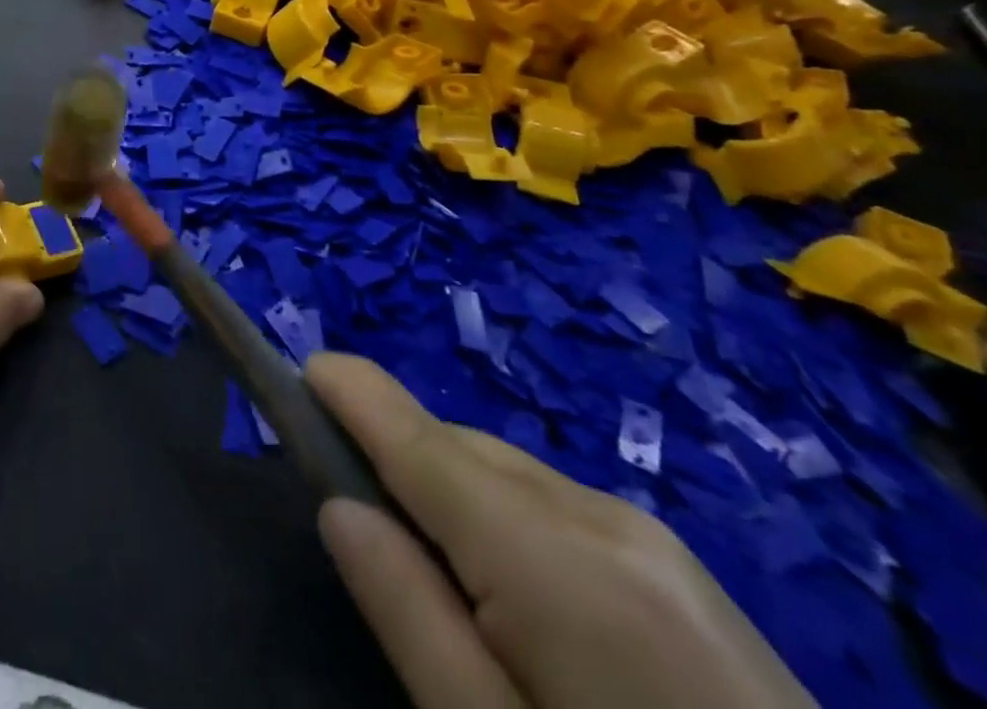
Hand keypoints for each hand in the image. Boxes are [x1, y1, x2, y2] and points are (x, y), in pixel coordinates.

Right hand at [307, 354, 814, 708]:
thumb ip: (409, 616)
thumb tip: (339, 508)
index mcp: (552, 558)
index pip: (420, 436)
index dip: (353, 391)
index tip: (301, 370)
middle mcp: (601, 516)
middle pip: (460, 449)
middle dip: (398, 459)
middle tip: (360, 527)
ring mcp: (656, 540)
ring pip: (507, 474)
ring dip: (451, 493)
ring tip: (439, 580)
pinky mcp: (684, 570)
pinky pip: (556, 507)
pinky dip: (505, 519)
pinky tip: (516, 600)